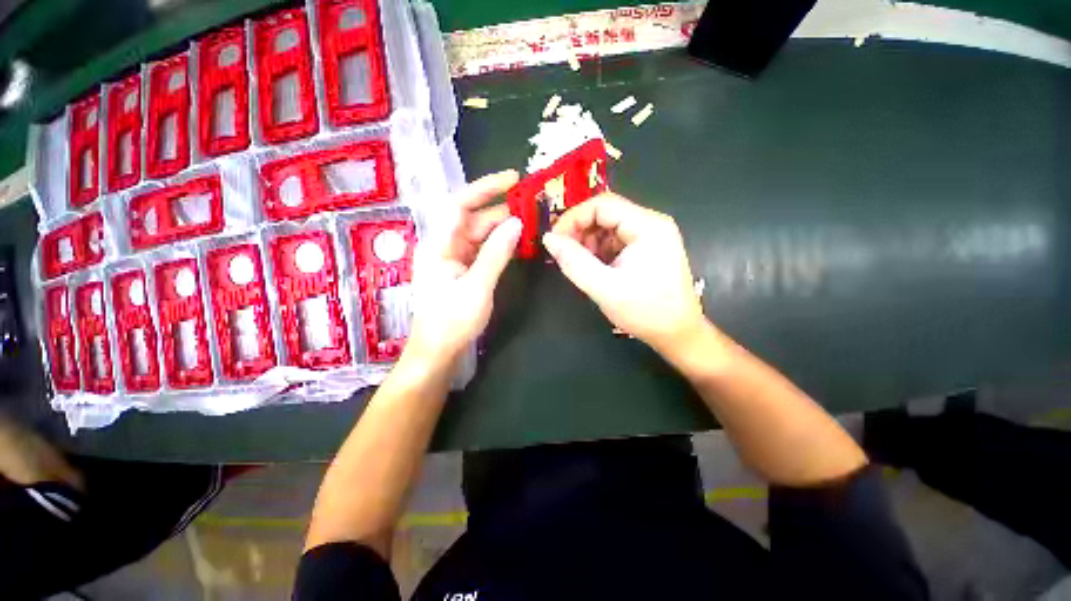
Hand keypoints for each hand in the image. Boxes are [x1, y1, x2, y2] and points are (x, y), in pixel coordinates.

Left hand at [406, 171, 521, 361]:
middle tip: (532, 206)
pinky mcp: (461, 269)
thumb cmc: (452, 321)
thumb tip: (516, 222)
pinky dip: (498, 244)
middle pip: (473, 218)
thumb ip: (496, 253)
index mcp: (438, 244)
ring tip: (530, 222)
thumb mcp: (477, 287)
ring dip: (502, 227)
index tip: (513, 179)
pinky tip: (516, 242)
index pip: (459, 203)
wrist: (438, 351)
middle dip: (501, 209)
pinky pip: (481, 248)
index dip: (485, 187)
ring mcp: (452, 257)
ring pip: (479, 233)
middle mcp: (443, 245)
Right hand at [542, 193, 706, 358]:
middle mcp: (651, 224)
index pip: (602, 205)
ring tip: (581, 266)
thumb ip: (574, 262)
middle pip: (606, 214)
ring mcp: (651, 236)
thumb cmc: (645, 312)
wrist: (677, 333)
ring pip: (608, 227)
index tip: (554, 240)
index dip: (573, 218)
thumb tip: (548, 239)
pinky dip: (599, 251)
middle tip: (564, 255)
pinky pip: (615, 241)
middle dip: (580, 232)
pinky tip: (595, 269)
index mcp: (648, 226)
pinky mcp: (647, 248)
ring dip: (589, 243)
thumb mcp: (604, 288)